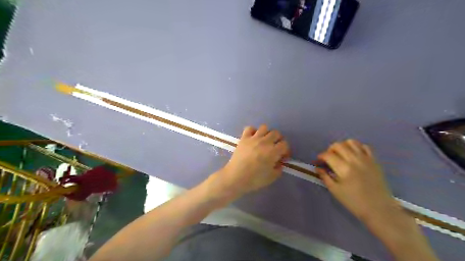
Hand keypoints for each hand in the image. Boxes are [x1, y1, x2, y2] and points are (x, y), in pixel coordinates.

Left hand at [212, 125, 289, 199]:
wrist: (235, 177)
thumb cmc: (254, 179)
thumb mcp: (271, 177)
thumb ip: (279, 169)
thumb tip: (279, 163)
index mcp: (273, 151)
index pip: (285, 144)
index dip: (286, 150)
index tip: (282, 157)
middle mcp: (265, 142)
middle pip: (276, 133)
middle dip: (278, 140)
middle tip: (275, 148)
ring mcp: (253, 138)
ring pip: (264, 127)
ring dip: (266, 133)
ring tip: (264, 141)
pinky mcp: (244, 138)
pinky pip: (250, 128)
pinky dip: (253, 131)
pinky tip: (253, 138)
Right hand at [316, 139, 395, 223]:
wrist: (379, 209)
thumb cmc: (354, 202)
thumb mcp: (335, 191)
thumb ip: (325, 177)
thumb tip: (318, 168)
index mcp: (344, 168)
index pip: (328, 155)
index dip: (320, 157)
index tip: (318, 162)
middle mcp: (354, 160)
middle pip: (338, 145)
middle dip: (329, 150)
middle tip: (328, 158)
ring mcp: (366, 159)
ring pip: (351, 142)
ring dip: (342, 146)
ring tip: (340, 155)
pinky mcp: (374, 160)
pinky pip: (364, 146)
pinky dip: (357, 147)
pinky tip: (354, 155)